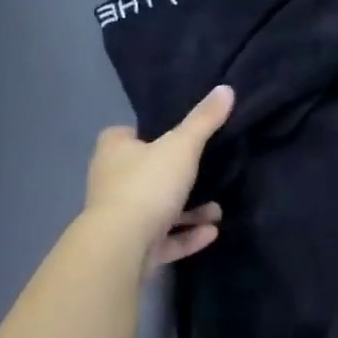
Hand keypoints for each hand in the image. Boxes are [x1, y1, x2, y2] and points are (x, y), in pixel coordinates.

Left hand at [85, 85, 234, 275]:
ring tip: (218, 211)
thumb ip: (204, 120)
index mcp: (114, 150)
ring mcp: (120, 218)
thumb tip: (226, 89)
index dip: (148, 134)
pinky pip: (163, 239)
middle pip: (145, 173)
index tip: (177, 137)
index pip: (125, 135)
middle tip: (206, 173)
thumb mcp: (182, 146)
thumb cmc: (148, 184)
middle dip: (177, 177)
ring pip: (158, 209)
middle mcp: (111, 181)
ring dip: (189, 211)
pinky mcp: (131, 248)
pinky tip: (212, 232)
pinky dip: (187, 236)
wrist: (122, 245)